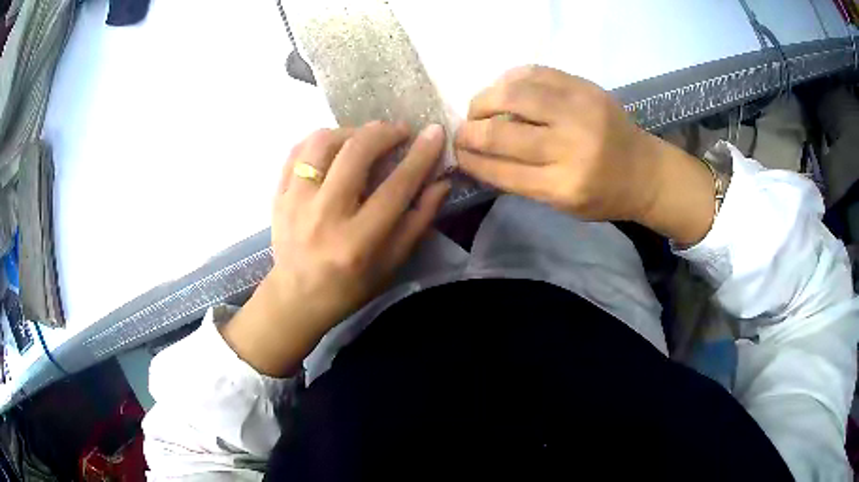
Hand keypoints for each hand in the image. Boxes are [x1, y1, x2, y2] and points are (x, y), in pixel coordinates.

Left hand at [221, 122, 450, 376]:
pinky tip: (335, 146)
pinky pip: (297, 151)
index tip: (435, 132)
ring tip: (364, 137)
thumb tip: (441, 182)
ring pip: (322, 143)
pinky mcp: (278, 195)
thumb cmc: (350, 286)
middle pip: (356, 154)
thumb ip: (418, 220)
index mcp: (357, 240)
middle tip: (399, 131)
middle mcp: (324, 216)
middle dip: (384, 132)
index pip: (396, 187)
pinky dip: (320, 140)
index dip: (420, 156)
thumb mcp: (392, 263)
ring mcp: (295, 202)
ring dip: (350, 131)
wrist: (297, 298)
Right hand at [455, 65, 715, 244]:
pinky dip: (510, 79)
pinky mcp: (585, 87)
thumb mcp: (562, 204)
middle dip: (469, 131)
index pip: (500, 169)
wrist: (645, 170)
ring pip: (514, 93)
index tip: (456, 153)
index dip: (470, 159)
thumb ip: (520, 180)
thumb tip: (476, 155)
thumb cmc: (603, 195)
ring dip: (484, 99)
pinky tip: (505, 89)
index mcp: (564, 186)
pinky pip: (535, 72)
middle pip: (501, 132)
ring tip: (479, 108)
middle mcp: (571, 147)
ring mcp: (580, 110)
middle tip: (462, 131)